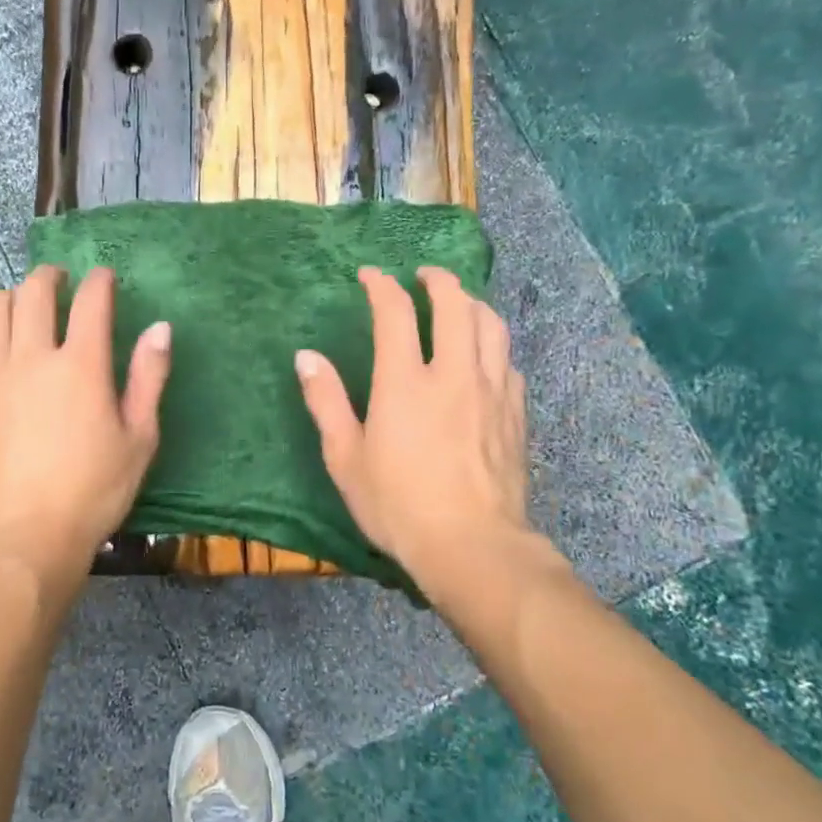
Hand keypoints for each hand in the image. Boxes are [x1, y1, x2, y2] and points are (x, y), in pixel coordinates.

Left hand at [0, 265, 170, 606]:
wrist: (26, 535)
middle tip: (59, 282)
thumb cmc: (94, 491)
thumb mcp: (140, 438)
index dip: (100, 281)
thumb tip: (160, 327)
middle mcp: (31, 357)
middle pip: (33, 293)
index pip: (90, 300)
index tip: (104, 278)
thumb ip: (149, 377)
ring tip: (20, 307)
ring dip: (9, 299)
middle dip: (49, 277)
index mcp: (80, 364)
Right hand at [295, 266, 533, 610]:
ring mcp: (491, 390)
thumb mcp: (346, 458)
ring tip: (458, 303)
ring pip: (491, 325)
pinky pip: (507, 361)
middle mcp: (452, 373)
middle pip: (455, 305)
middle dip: (438, 281)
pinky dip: (492, 344)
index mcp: (405, 382)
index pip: (395, 312)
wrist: (472, 545)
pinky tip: (484, 356)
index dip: (381, 286)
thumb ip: (326, 402)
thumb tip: (306, 357)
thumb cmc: (398, 504)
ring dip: (472, 303)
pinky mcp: (515, 412)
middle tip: (423, 276)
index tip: (370, 275)